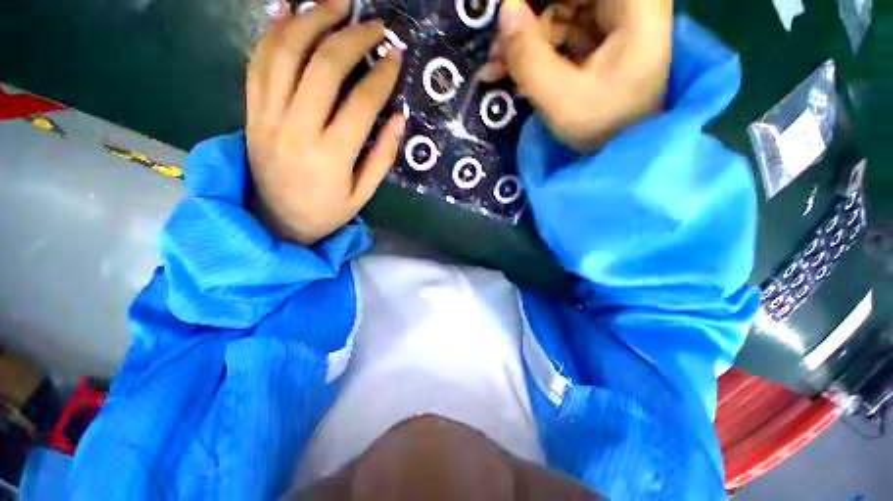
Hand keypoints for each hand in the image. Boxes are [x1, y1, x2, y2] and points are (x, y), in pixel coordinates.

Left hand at [246, 2, 404, 244]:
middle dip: (352, 37)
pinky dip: (273, 31)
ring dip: (311, 20)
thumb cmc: (326, 211)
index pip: (362, 102)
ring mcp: (268, 116)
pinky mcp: (252, 111)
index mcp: (332, 155)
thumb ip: (383, 156)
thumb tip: (400, 119)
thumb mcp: (363, 194)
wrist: (276, 221)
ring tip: (335, 4)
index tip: (396, 56)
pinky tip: (289, 10)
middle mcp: (297, 128)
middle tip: (374, 24)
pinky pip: (258, 62)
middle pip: (323, 66)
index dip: (382, 74)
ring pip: (285, 53)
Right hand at [487, 0, 671, 151]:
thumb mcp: (561, 101)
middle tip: (496, 51)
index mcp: (635, 5)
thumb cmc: (603, 129)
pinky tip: (514, 67)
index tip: (507, 18)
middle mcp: (629, 2)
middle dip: (526, 18)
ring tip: (498, 66)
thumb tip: (505, 10)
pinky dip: (534, 46)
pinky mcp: (600, 35)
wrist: (624, 147)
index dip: (533, 2)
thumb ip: (529, 58)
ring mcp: (614, 17)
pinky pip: (560, 28)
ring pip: (558, 8)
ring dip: (525, 35)